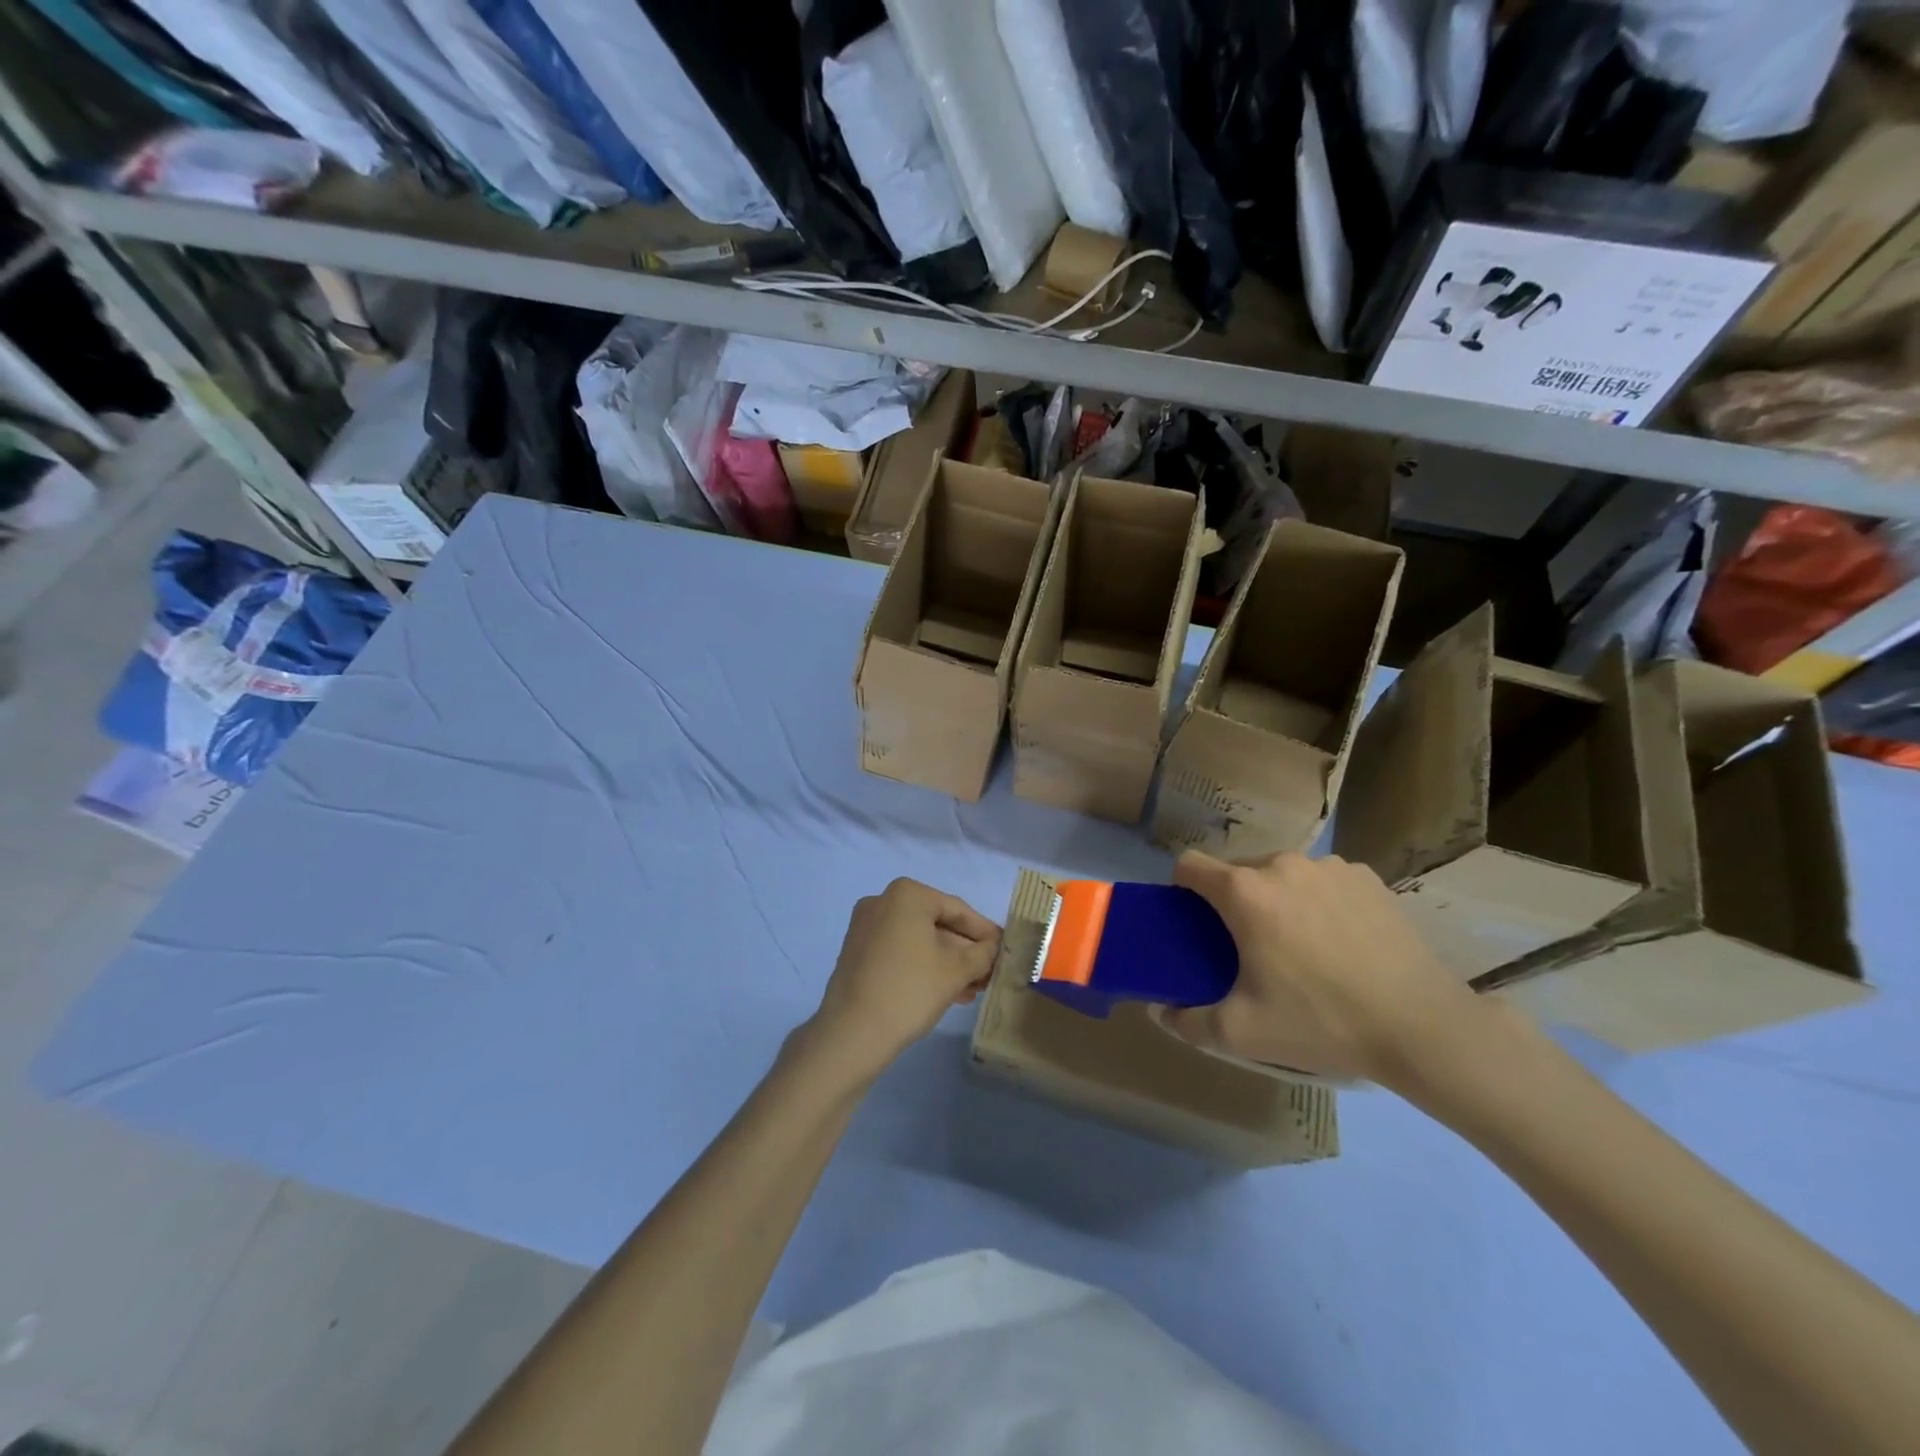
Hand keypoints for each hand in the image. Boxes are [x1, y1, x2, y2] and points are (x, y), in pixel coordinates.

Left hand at [800, 879, 1000, 1082]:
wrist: (852, 1033)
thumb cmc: (910, 990)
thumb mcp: (956, 971)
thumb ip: (982, 954)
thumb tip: (992, 947)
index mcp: (907, 894)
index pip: (958, 910)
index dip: (984, 932)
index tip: (1004, 948)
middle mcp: (883, 901)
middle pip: (937, 924)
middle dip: (964, 951)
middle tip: (989, 973)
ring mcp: (865, 926)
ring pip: (918, 940)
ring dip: (947, 962)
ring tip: (972, 990)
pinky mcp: (857, 951)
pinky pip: (900, 951)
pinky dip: (923, 966)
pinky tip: (946, 991)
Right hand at [1159, 851, 1486, 1085]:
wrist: (1423, 1027)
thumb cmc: (1321, 1022)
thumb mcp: (1242, 1033)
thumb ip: (1188, 1022)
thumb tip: (1160, 1011)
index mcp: (1244, 892)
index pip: (1190, 865)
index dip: (1182, 889)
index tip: (1193, 920)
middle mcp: (1282, 864)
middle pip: (1237, 870)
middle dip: (1233, 900)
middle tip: (1249, 946)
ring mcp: (1329, 866)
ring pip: (1282, 873)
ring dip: (1277, 898)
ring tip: (1300, 944)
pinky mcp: (1367, 876)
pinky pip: (1323, 880)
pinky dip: (1318, 900)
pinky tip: (1341, 940)